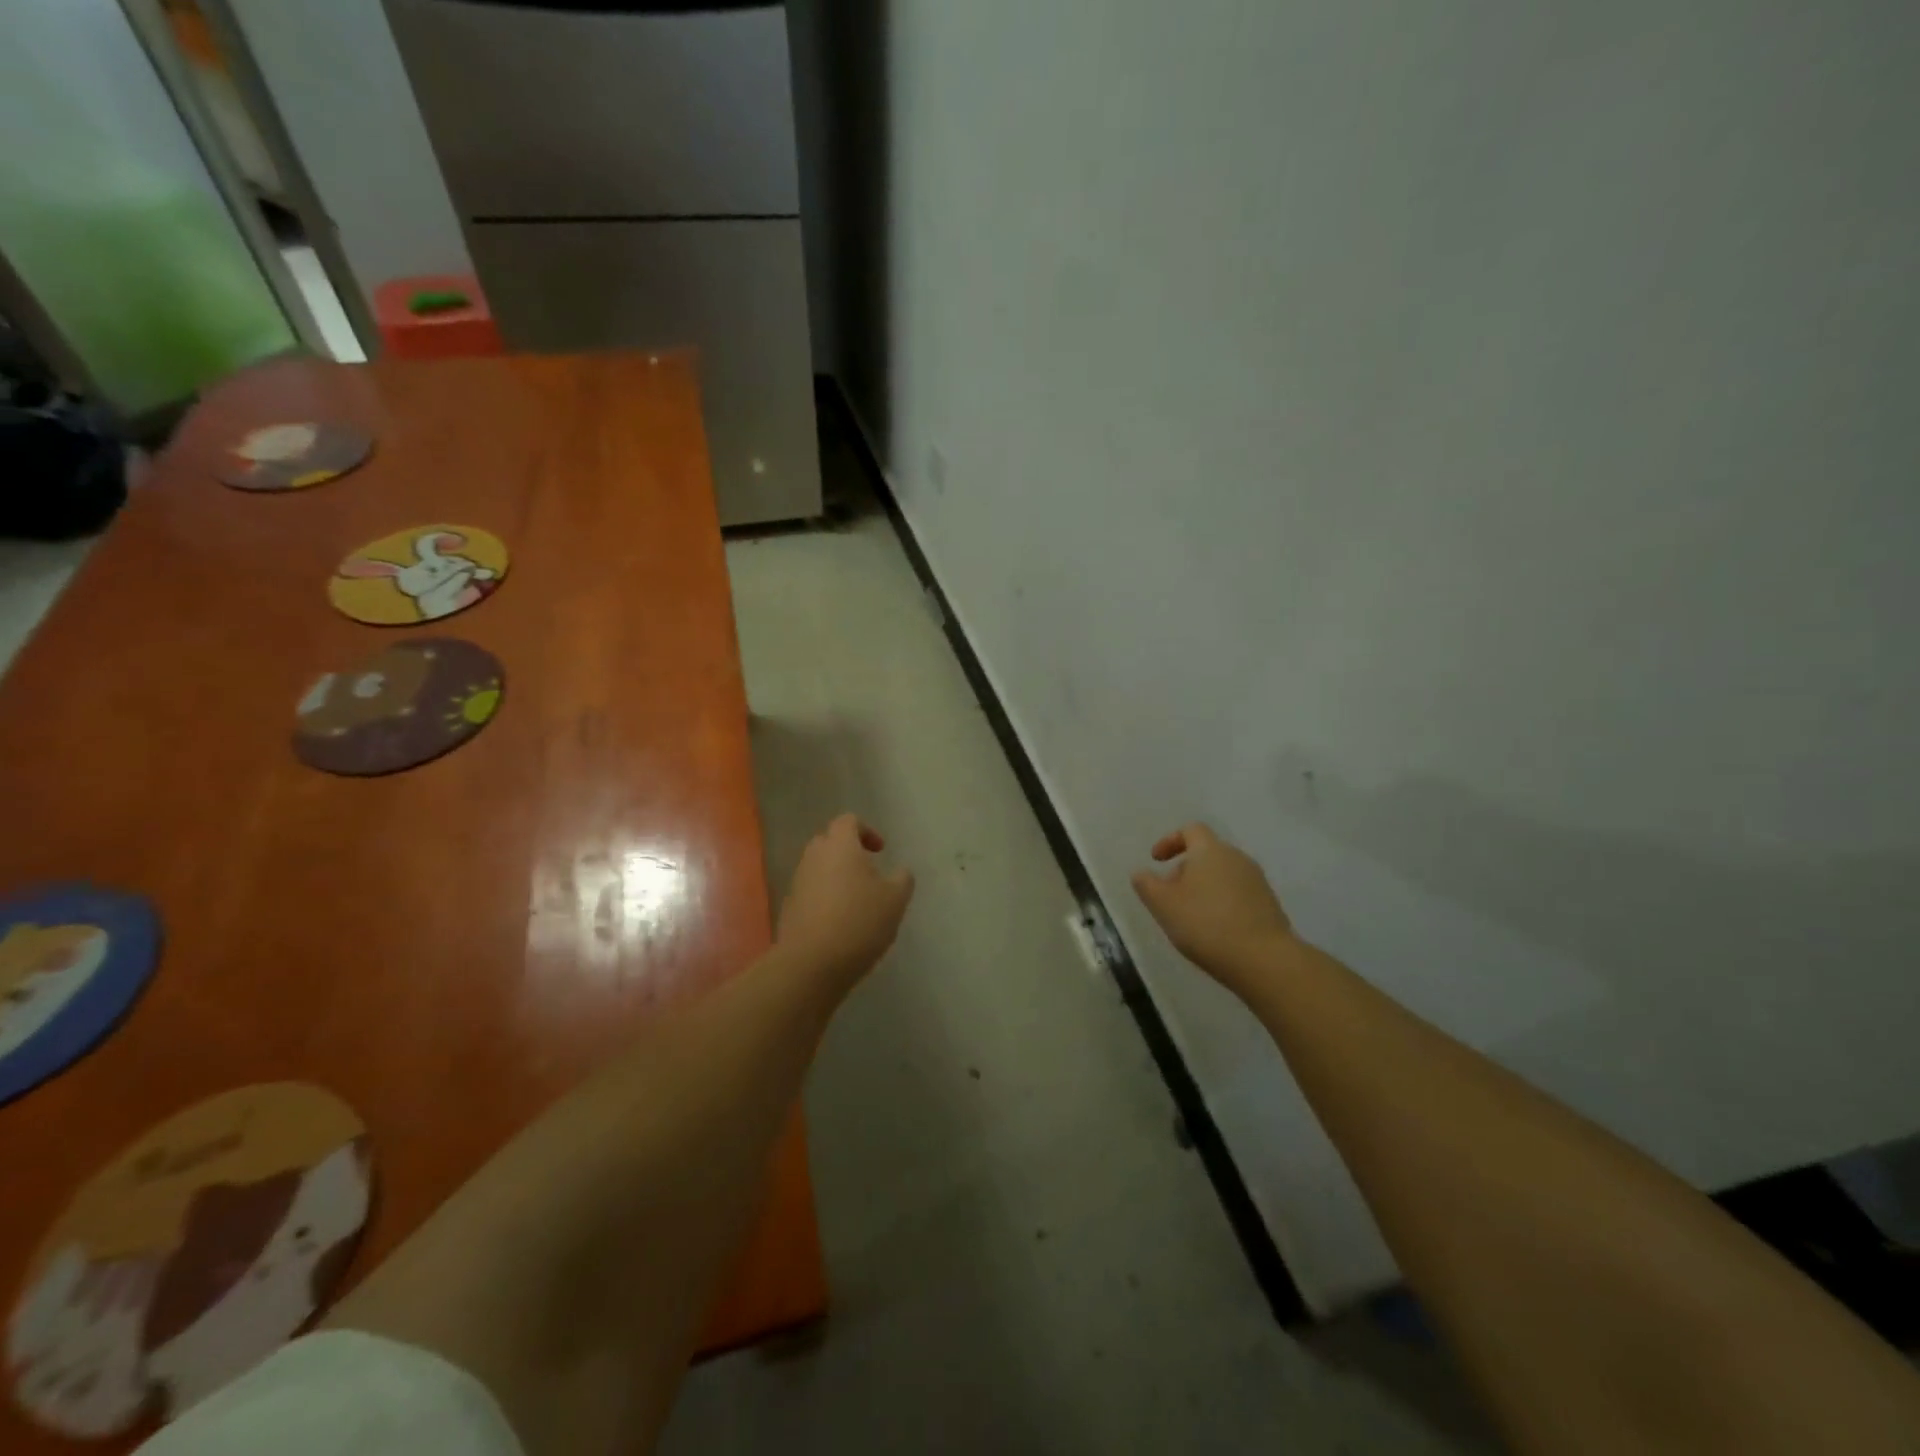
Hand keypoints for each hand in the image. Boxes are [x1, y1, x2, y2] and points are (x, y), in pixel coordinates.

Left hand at [776, 814, 914, 986]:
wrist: (811, 963)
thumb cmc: (859, 922)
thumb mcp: (896, 900)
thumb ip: (902, 879)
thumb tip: (900, 871)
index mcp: (840, 846)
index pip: (848, 821)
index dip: (867, 831)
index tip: (880, 852)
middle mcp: (814, 857)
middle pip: (829, 842)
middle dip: (848, 852)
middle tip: (868, 874)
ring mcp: (797, 882)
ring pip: (818, 868)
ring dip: (836, 876)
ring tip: (856, 902)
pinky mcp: (789, 908)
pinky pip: (809, 892)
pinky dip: (824, 898)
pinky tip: (839, 923)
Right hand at [1132, 824, 1294, 990]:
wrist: (1264, 960)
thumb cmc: (1206, 924)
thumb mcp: (1163, 905)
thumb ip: (1146, 885)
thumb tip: (1140, 873)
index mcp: (1210, 851)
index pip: (1190, 830)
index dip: (1170, 841)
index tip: (1156, 860)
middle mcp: (1237, 858)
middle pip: (1207, 853)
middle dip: (1185, 869)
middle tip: (1170, 895)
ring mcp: (1257, 881)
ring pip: (1223, 874)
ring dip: (1203, 887)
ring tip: (1190, 916)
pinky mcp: (1269, 904)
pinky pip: (1238, 893)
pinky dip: (1221, 902)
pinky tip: (1214, 929)